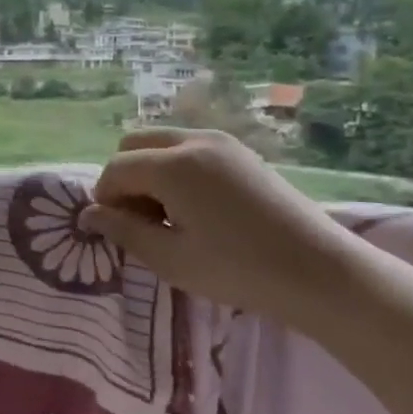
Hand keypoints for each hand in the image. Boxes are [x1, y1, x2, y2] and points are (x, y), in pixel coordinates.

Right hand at [79, 128, 364, 326]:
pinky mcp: (242, 152)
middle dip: (125, 178)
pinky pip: (190, 148)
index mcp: (172, 165)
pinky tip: (197, 208)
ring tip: (170, 216)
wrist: (322, 273)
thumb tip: (89, 215)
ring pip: (162, 143)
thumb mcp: (171, 259)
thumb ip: (124, 231)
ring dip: (150, 172)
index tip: (117, 231)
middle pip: (134, 144)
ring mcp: (222, 142)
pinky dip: (176, 169)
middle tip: (141, 219)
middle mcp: (193, 140)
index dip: (105, 199)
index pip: (115, 169)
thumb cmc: (240, 270)